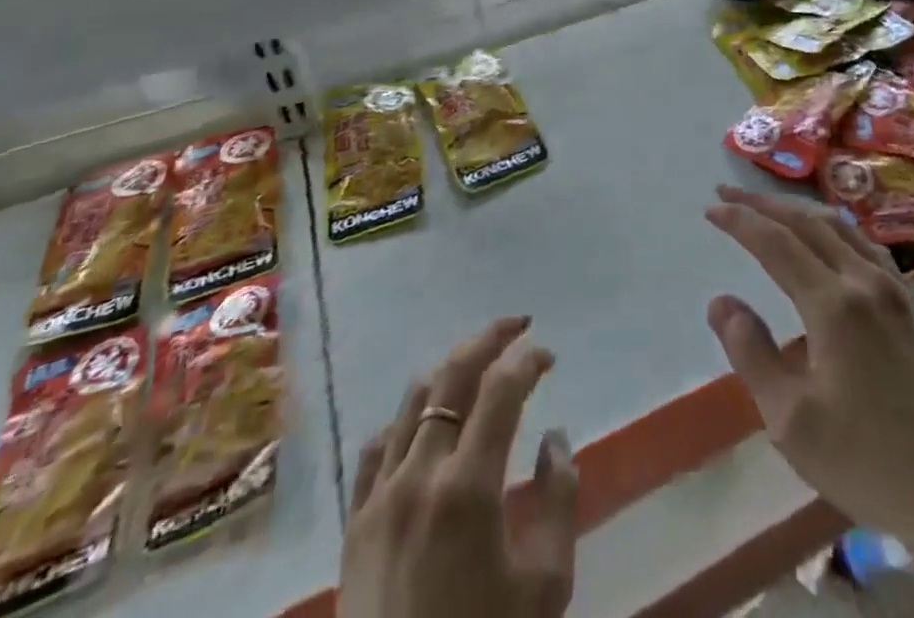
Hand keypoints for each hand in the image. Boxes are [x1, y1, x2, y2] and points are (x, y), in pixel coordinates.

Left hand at [339, 316, 578, 617]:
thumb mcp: (546, 586)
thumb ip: (559, 499)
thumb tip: (554, 438)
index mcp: (468, 488)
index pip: (501, 389)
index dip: (529, 360)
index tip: (549, 356)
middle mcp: (418, 476)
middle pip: (452, 375)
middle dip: (490, 339)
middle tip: (519, 327)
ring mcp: (378, 497)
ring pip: (412, 401)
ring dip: (451, 373)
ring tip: (479, 371)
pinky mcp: (354, 524)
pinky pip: (377, 447)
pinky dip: (407, 421)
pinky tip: (426, 428)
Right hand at [704, 185, 913, 549]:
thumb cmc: (869, 462)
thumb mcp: (792, 422)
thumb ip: (752, 354)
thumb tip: (720, 301)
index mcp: (834, 304)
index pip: (776, 243)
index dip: (740, 220)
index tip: (710, 207)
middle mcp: (864, 280)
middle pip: (807, 222)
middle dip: (764, 203)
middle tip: (727, 190)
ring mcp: (893, 289)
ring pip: (839, 226)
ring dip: (798, 209)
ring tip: (768, 206)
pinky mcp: (910, 304)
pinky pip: (864, 243)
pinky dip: (832, 226)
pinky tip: (826, 237)